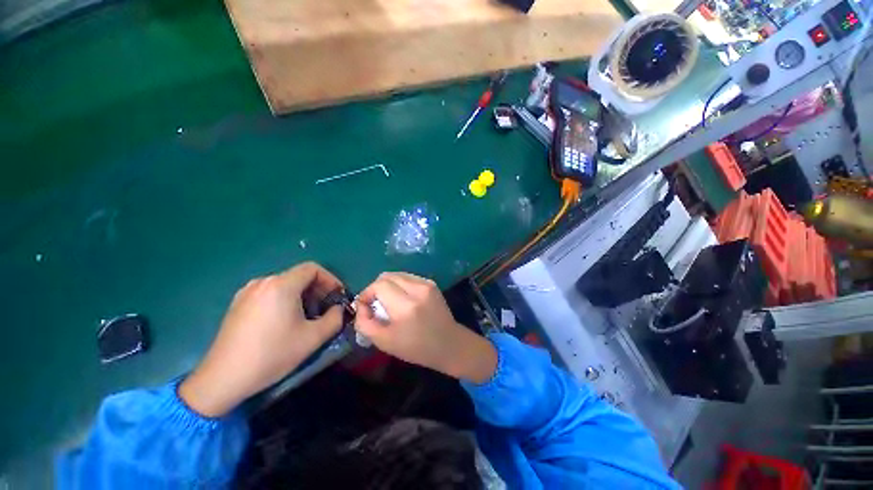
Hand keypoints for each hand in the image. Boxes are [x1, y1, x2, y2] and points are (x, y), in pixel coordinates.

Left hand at [179, 262, 344, 416]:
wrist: (222, 378)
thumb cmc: (272, 354)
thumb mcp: (313, 338)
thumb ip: (335, 318)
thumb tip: (338, 309)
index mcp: (281, 285)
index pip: (313, 269)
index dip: (330, 279)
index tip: (337, 296)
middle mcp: (263, 282)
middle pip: (298, 276)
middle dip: (317, 289)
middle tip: (325, 309)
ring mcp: (247, 292)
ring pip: (284, 285)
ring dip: (302, 296)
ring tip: (307, 317)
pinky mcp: (238, 303)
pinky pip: (270, 293)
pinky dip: (285, 300)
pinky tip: (284, 322)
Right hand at [354, 272, 496, 383]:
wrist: (448, 343)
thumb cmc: (416, 347)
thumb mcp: (384, 342)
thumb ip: (365, 323)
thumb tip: (361, 305)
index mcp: (405, 306)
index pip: (379, 285)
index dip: (367, 293)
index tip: (365, 306)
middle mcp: (417, 289)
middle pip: (387, 276)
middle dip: (376, 288)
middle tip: (375, 303)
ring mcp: (426, 284)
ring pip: (397, 275)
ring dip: (388, 285)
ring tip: (388, 301)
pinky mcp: (431, 283)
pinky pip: (408, 278)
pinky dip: (399, 285)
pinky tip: (402, 298)